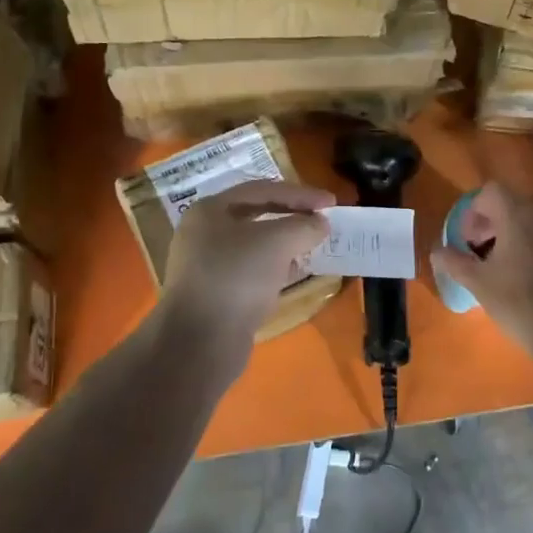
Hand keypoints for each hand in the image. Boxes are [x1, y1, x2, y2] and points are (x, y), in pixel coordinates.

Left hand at [154, 179, 331, 380]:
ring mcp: (209, 265)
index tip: (332, 202)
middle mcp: (206, 233)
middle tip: (323, 221)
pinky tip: (300, 273)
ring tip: (317, 246)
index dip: (300, 193)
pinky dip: (279, 268)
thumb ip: (303, 226)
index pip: (262, 190)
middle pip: (258, 215)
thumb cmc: (236, 277)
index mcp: (211, 210)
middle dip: (293, 217)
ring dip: (288, 244)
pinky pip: (254, 271)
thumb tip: (321, 224)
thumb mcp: (276, 242)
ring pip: (257, 245)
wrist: (200, 342)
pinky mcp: (219, 293)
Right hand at [431, 182, 532, 364]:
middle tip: (484, 255)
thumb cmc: (521, 303)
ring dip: (520, 237)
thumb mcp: (478, 284)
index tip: (468, 241)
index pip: (490, 192)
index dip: (474, 212)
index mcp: (518, 215)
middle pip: (515, 205)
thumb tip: (437, 249)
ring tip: (511, 270)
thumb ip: (454, 261)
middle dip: (495, 225)